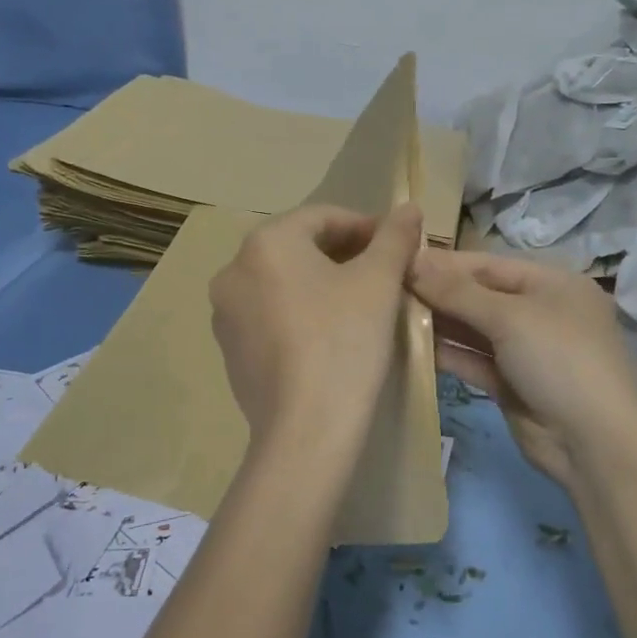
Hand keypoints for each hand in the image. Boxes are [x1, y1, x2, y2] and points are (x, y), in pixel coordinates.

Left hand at [209, 203, 421, 459]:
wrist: (306, 431)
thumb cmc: (345, 341)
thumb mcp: (379, 281)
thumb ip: (395, 237)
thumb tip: (410, 206)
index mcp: (266, 243)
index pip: (324, 216)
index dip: (366, 226)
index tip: (398, 247)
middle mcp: (235, 270)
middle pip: (300, 246)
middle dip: (345, 254)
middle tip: (385, 273)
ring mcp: (226, 313)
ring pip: (284, 281)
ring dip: (323, 282)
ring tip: (362, 303)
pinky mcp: (230, 350)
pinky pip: (271, 314)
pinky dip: (301, 312)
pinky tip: (331, 335)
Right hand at [407, 249, 636, 488]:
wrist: (595, 443)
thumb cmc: (559, 359)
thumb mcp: (509, 316)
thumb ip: (457, 292)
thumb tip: (412, 263)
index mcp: (551, 283)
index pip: (488, 264)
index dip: (445, 262)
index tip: (400, 260)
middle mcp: (540, 311)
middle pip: (480, 295)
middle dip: (438, 292)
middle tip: (387, 288)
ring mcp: (527, 350)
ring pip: (474, 329)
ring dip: (439, 323)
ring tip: (391, 314)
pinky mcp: (512, 384)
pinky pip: (475, 360)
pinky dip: (448, 354)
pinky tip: (411, 346)